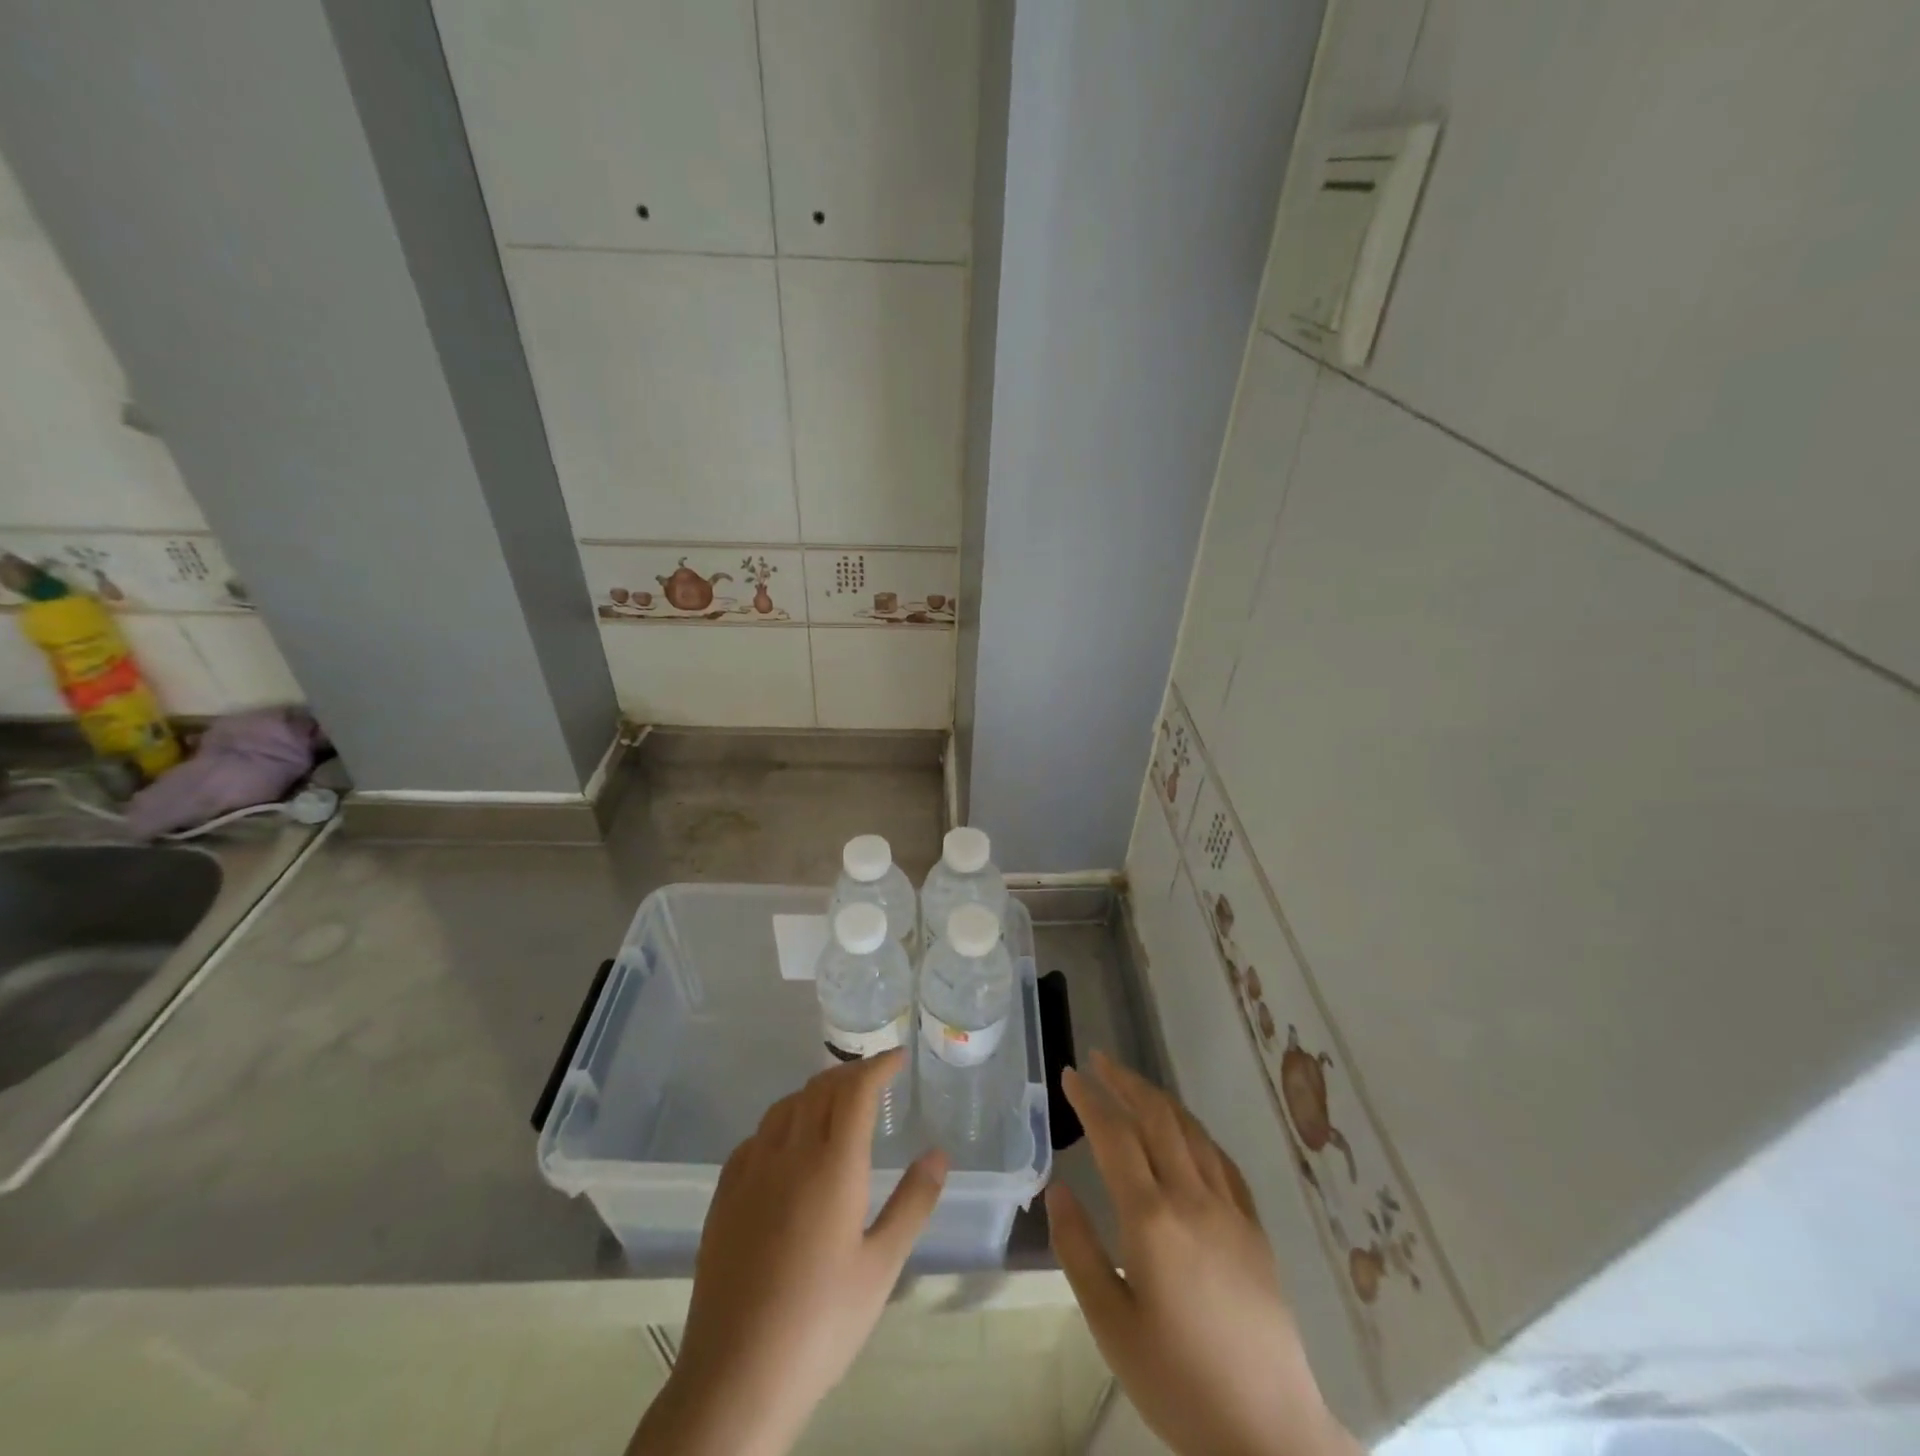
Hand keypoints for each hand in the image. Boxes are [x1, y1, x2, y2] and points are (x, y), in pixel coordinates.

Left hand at [631, 1049, 946, 1455]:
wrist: (735, 1377)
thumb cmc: (821, 1323)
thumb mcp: (882, 1267)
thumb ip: (913, 1203)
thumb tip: (939, 1153)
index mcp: (832, 1164)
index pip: (856, 1090)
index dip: (878, 1065)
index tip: (897, 1057)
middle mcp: (789, 1153)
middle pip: (820, 1088)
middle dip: (850, 1073)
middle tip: (874, 1079)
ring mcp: (750, 1171)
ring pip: (785, 1106)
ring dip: (815, 1092)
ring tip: (835, 1104)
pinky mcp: (724, 1195)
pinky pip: (756, 1136)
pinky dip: (782, 1121)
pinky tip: (788, 1145)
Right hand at [1049, 1051, 1360, 1455]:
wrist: (1268, 1430)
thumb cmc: (1177, 1381)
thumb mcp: (1110, 1324)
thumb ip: (1078, 1249)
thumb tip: (1057, 1187)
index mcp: (1152, 1219)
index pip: (1115, 1136)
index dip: (1090, 1099)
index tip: (1070, 1074)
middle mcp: (1192, 1198)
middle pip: (1156, 1117)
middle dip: (1124, 1081)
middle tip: (1098, 1060)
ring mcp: (1230, 1209)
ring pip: (1191, 1130)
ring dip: (1158, 1098)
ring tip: (1132, 1084)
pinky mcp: (1254, 1227)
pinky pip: (1221, 1159)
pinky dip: (1194, 1131)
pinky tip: (1185, 1132)